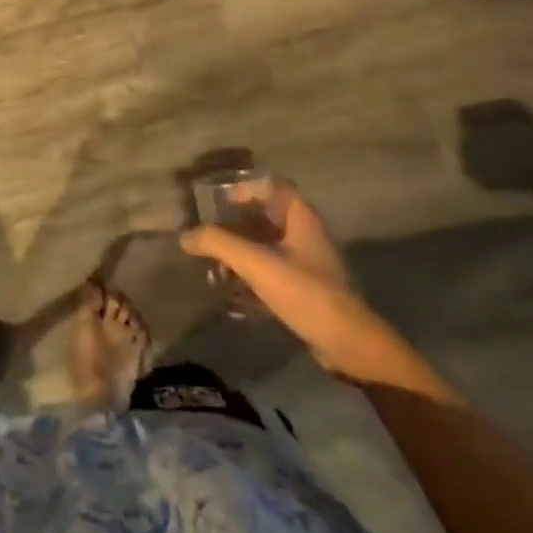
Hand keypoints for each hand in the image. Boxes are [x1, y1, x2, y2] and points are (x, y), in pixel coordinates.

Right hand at [180, 179, 387, 377]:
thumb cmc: (305, 292)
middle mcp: (305, 237)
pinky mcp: (306, 294)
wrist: (349, 345)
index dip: (247, 189)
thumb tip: (184, 236)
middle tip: (208, 243)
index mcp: (300, 219)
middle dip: (233, 232)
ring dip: (238, 262)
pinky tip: (231, 303)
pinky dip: (250, 286)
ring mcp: (307, 267)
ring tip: (215, 278)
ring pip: (265, 253)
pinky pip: (270, 280)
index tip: (220, 203)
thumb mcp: (256, 264)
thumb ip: (218, 244)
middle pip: (264, 221)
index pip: (274, 187)